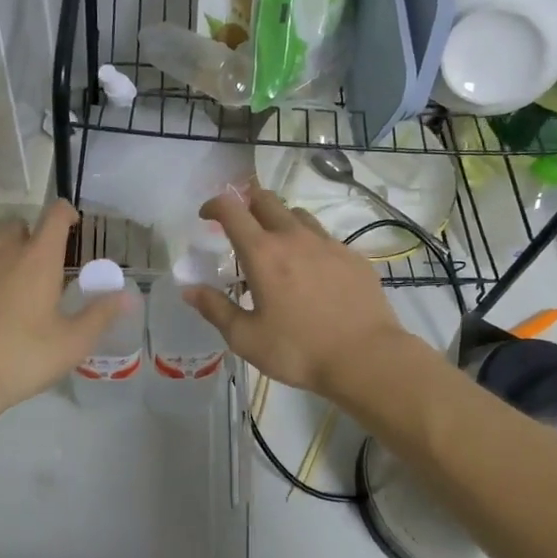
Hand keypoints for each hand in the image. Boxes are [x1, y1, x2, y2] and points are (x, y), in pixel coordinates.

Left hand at [0, 201, 128, 414]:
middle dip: (30, 236)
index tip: (71, 224)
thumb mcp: (71, 343)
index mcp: (37, 259)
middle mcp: (0, 251)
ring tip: (6, 289)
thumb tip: (129, 296)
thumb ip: (101, 314)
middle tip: (38, 267)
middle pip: (17, 225)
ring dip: (0, 257)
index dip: (65, 213)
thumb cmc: (20, 358)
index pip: (54, 215)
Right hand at [183, 187, 413, 398]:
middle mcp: (294, 237)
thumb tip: (189, 290)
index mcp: (263, 253)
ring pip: (297, 215)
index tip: (206, 216)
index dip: (214, 205)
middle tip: (240, 224)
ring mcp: (327, 243)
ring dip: (279, 220)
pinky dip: (309, 244)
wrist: (366, 357)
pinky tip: (312, 271)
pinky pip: (324, 238)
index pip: (232, 209)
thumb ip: (215, 309)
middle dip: (247, 202)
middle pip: (266, 200)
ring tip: (276, 246)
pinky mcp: (353, 256)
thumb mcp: (246, 338)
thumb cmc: (299, 350)